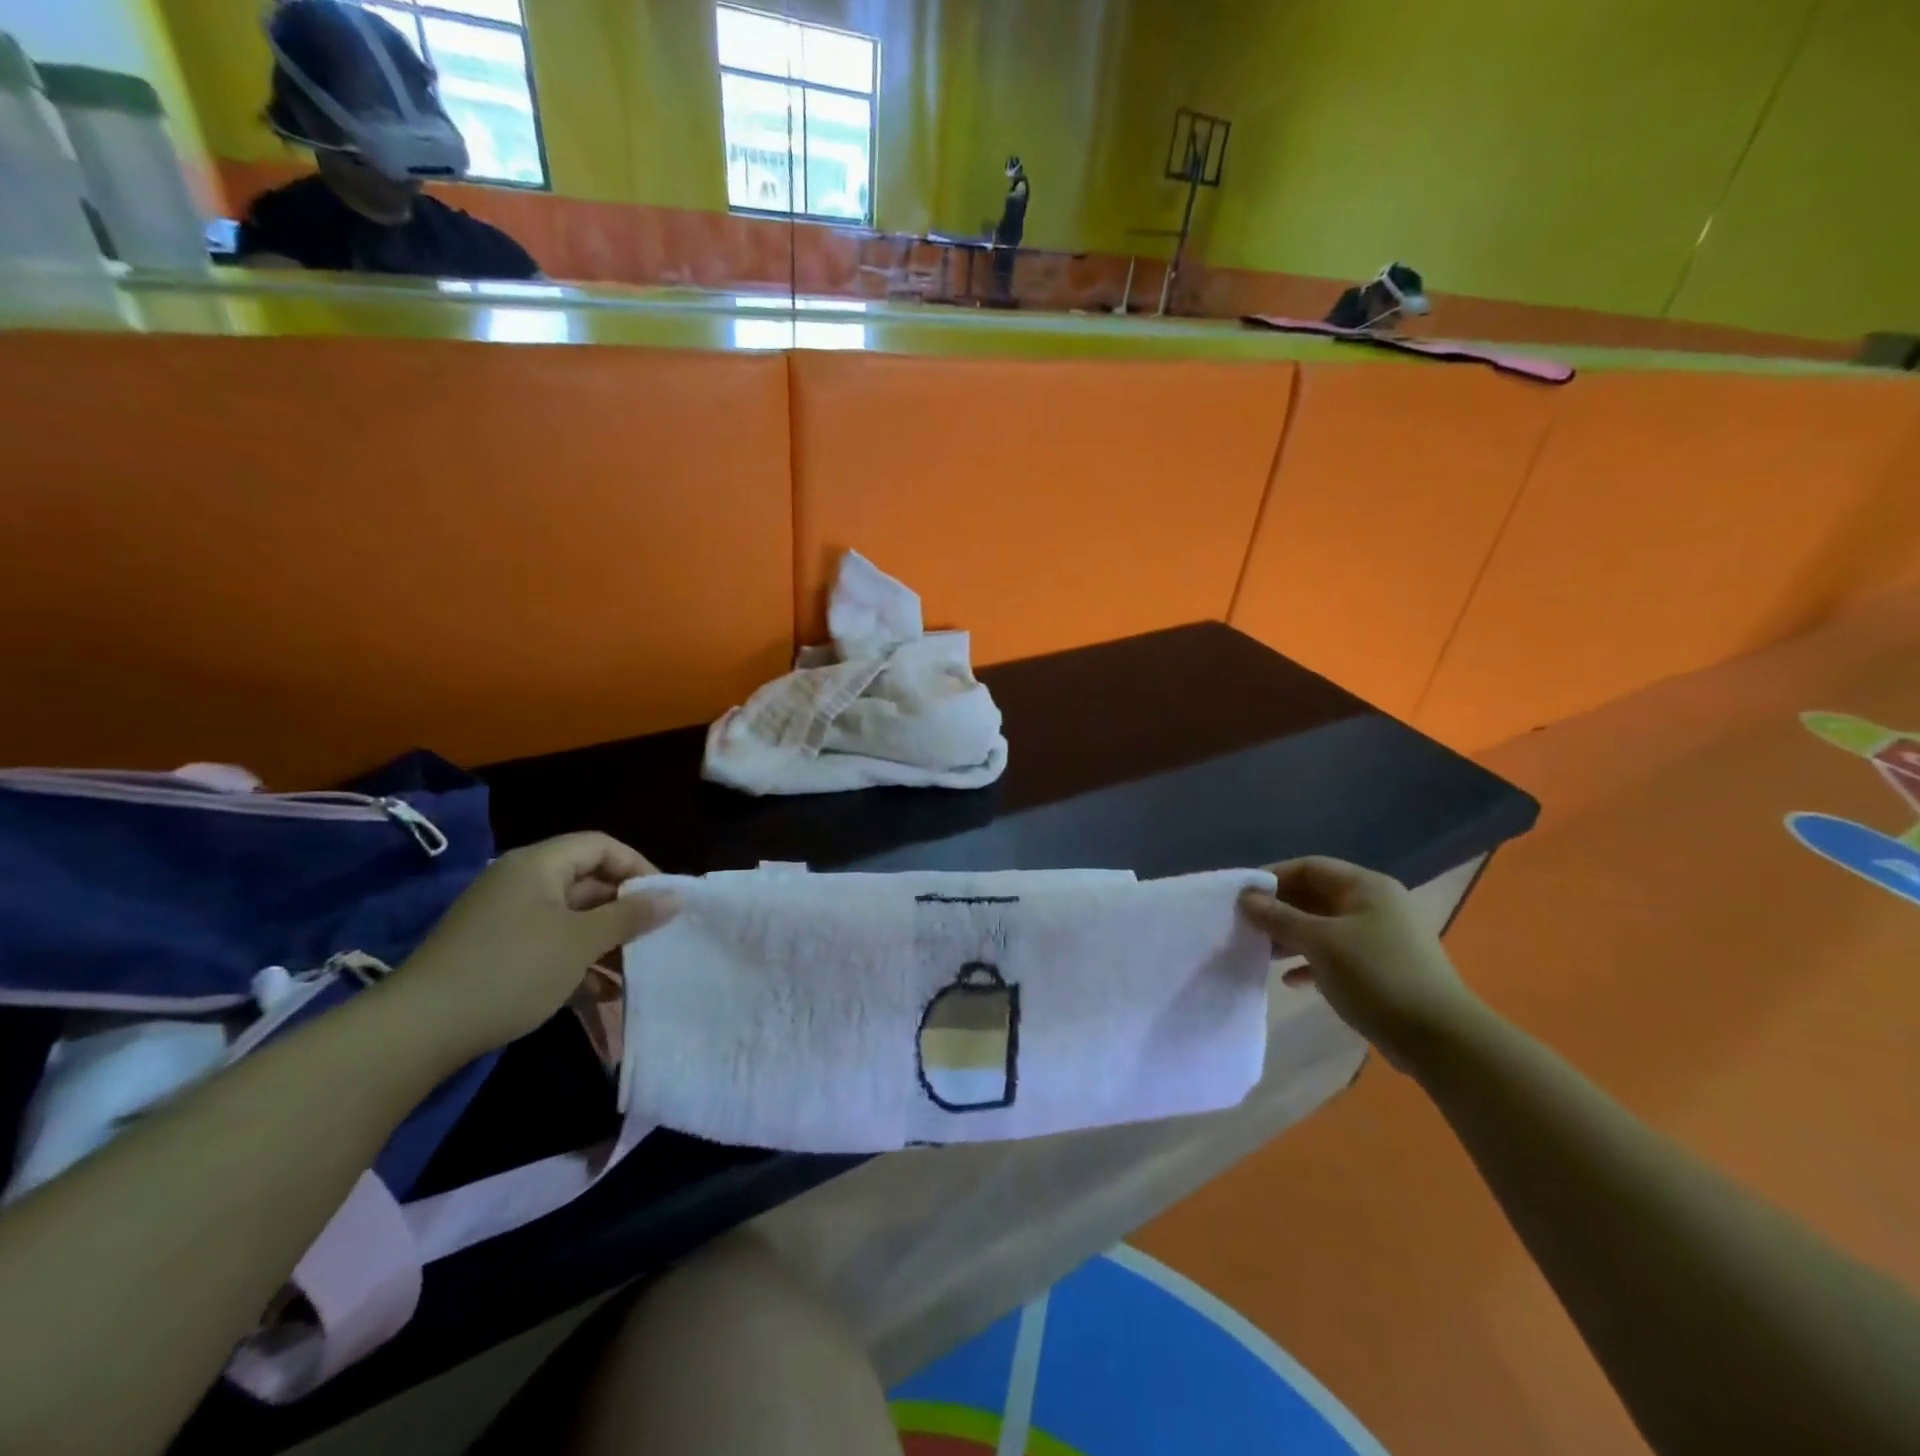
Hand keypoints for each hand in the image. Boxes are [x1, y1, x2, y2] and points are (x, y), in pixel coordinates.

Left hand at [388, 833, 678, 1061]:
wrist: (417, 1032)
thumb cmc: (511, 970)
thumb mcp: (581, 942)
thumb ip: (631, 915)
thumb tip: (675, 896)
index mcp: (539, 864)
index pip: (602, 846)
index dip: (638, 868)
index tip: (664, 901)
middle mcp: (521, 882)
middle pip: (587, 881)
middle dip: (624, 909)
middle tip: (655, 937)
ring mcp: (504, 918)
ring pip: (571, 917)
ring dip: (605, 940)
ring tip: (635, 969)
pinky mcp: (494, 951)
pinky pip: (549, 942)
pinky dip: (577, 960)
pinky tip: (602, 992)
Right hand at [1240, 857, 1484, 1071]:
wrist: (1439, 1039)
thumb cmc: (1376, 976)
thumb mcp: (1320, 942)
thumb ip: (1279, 917)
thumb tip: (1246, 898)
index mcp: (1366, 887)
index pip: (1309, 867)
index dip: (1273, 877)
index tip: (1241, 897)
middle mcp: (1374, 905)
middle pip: (1315, 896)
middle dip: (1279, 910)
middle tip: (1246, 926)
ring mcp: (1380, 938)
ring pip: (1323, 927)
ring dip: (1291, 937)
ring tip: (1262, 952)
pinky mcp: (1380, 968)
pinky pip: (1336, 955)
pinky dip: (1311, 962)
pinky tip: (1291, 980)